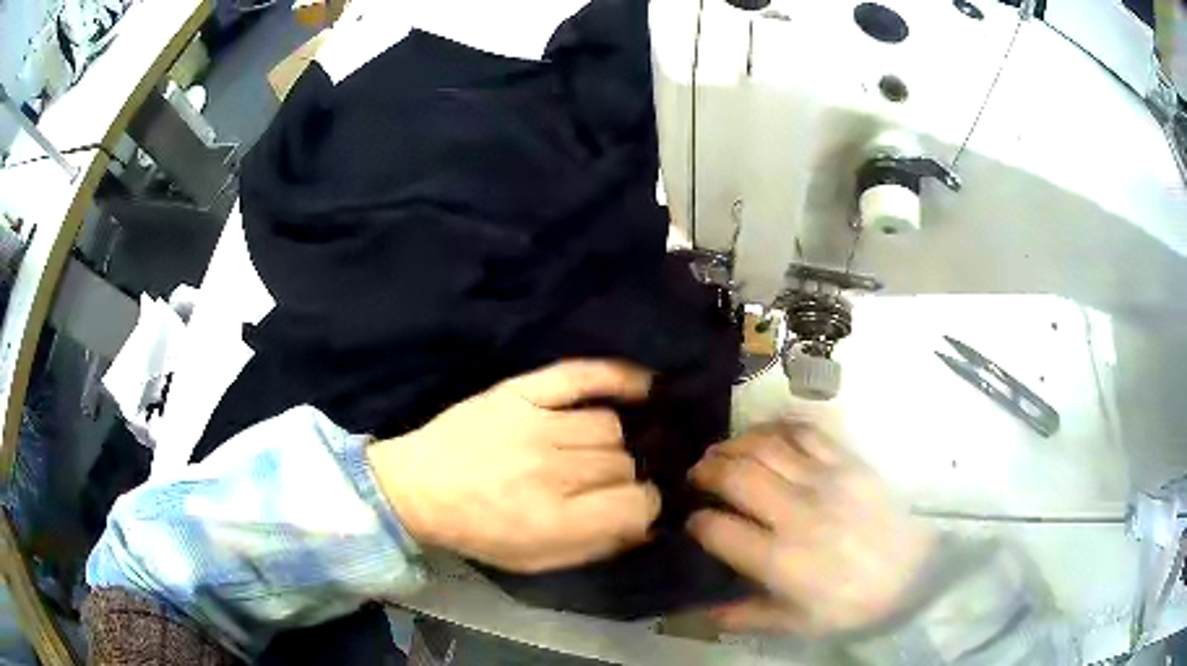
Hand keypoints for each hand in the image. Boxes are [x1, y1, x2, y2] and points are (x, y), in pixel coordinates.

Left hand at [367, 360, 660, 572]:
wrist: (415, 488)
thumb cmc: (477, 531)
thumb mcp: (535, 561)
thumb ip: (596, 547)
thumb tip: (648, 526)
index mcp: (552, 520)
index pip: (635, 504)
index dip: (645, 507)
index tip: (636, 506)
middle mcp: (549, 470)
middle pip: (624, 464)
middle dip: (623, 479)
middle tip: (604, 484)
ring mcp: (534, 424)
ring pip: (609, 426)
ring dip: (612, 444)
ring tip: (595, 452)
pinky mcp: (518, 392)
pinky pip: (580, 375)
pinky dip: (617, 377)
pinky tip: (644, 386)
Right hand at [688, 421, 935, 635]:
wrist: (916, 569)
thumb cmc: (854, 603)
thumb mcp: (798, 623)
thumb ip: (745, 617)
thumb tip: (698, 613)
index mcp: (780, 559)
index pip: (717, 529)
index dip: (697, 523)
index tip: (694, 523)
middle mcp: (796, 513)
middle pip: (735, 476)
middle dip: (705, 472)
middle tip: (697, 476)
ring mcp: (825, 480)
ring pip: (764, 447)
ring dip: (733, 445)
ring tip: (721, 453)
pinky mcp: (848, 460)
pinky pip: (803, 431)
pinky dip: (775, 428)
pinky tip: (763, 436)